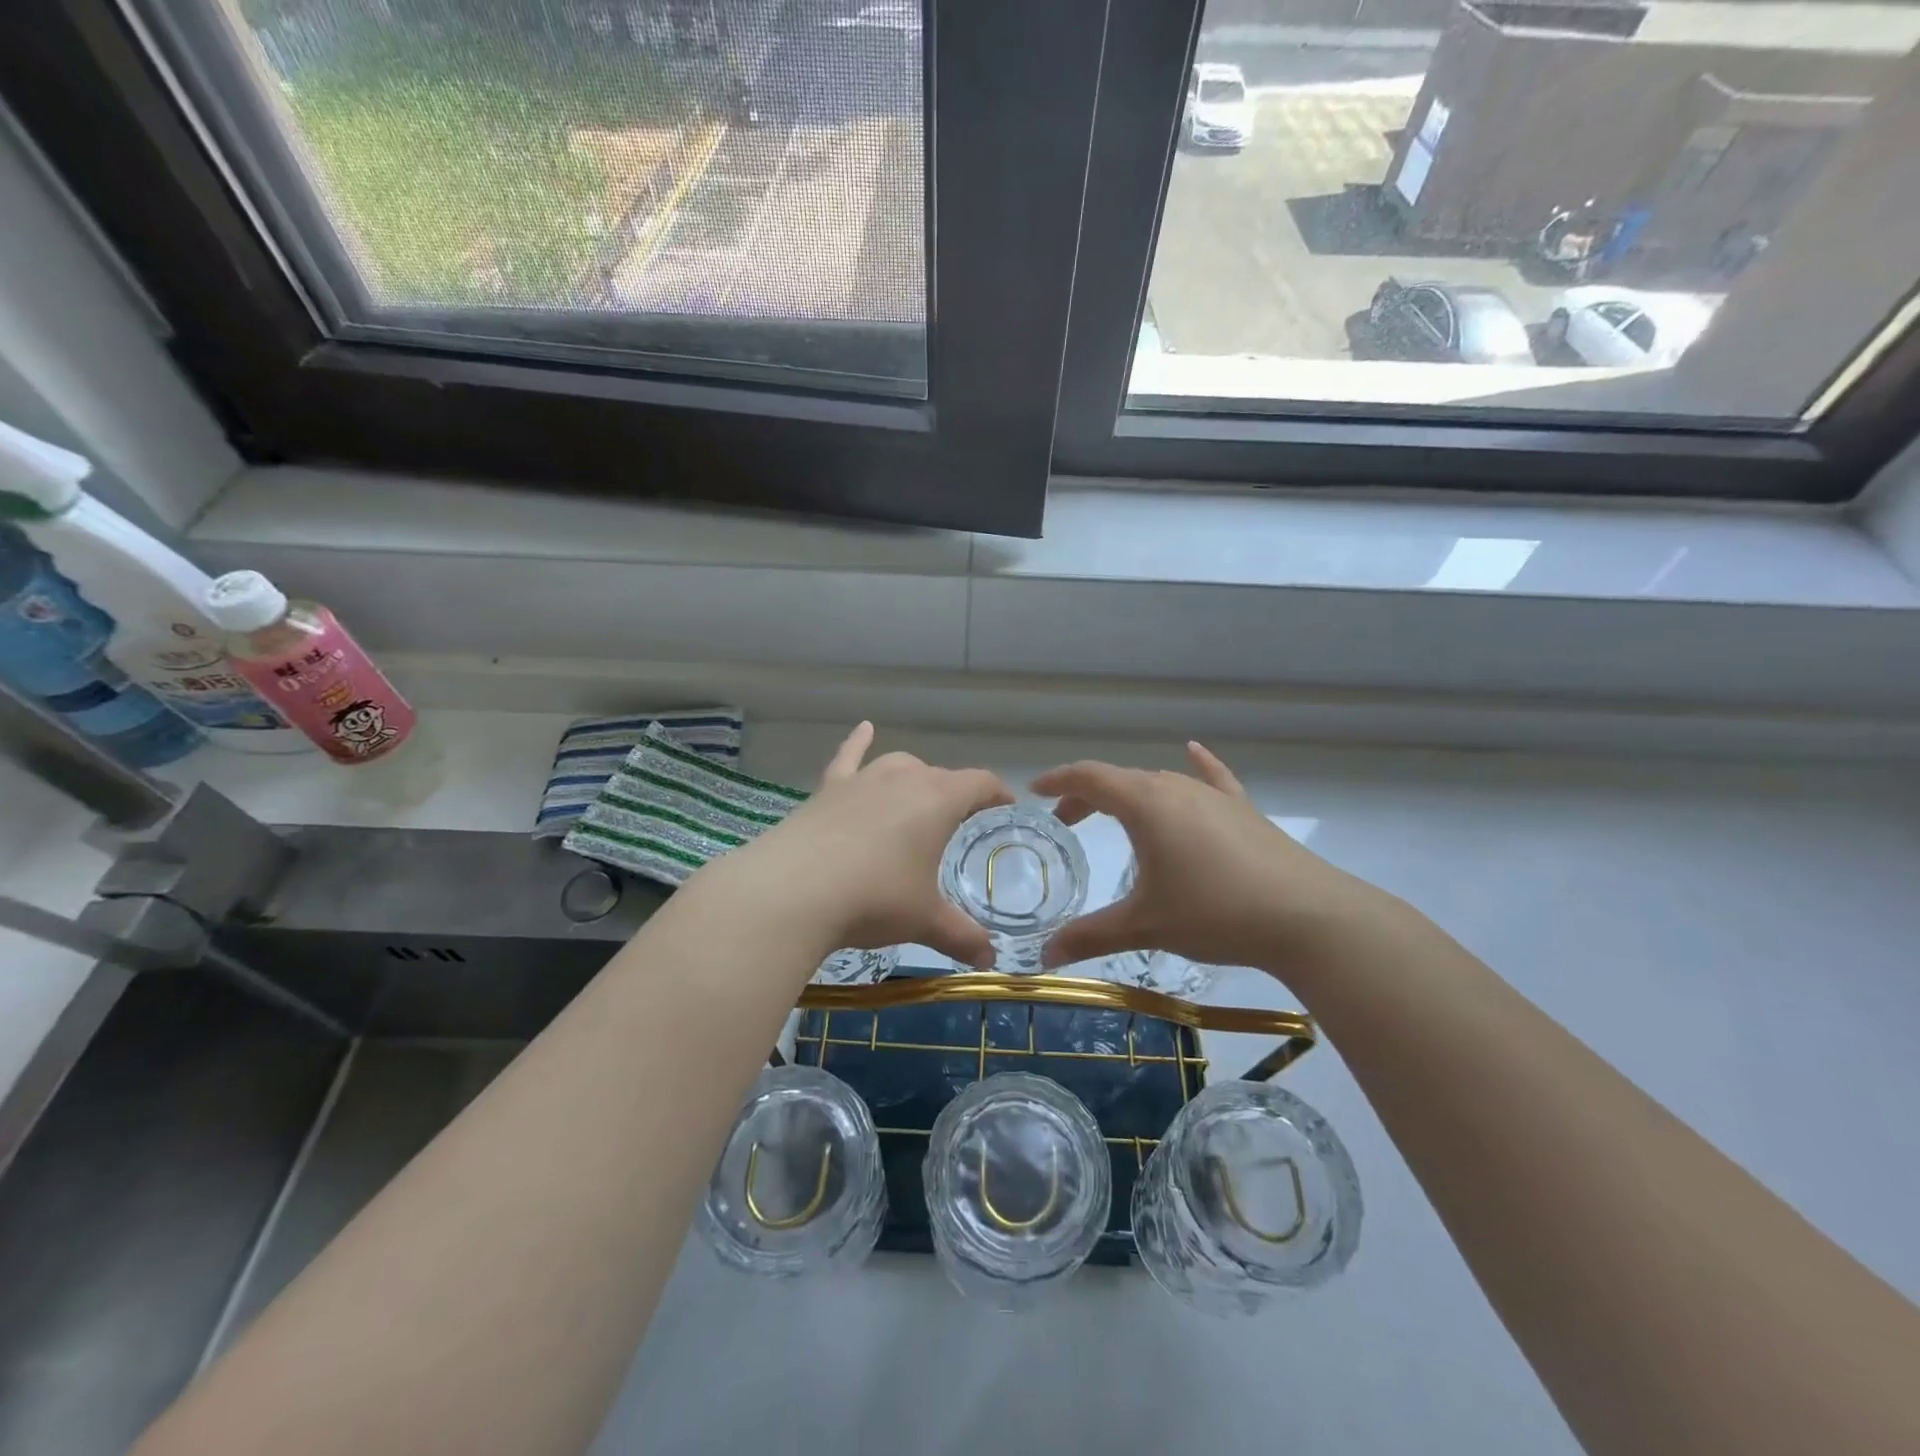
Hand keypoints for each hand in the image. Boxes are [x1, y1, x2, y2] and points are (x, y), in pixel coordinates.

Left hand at [707, 723, 1013, 967]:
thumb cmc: (874, 898)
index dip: (996, 792)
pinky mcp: (827, 789)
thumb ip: (961, 937)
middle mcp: (903, 778)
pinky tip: (864, 728)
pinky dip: (858, 742)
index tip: (1005, 805)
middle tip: (958, 824)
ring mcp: (861, 780)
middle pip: (939, 776)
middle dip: (954, 795)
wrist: (793, 891)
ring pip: (897, 765)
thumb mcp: (924, 920)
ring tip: (918, 795)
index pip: (979, 783)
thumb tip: (988, 960)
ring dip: (914, 777)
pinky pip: (848, 757)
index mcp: (937, 800)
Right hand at [1036, 742, 1389, 972]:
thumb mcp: (1145, 925)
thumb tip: (1044, 956)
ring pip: (1160, 782)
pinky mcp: (1243, 810)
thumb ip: (1090, 935)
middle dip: (1088, 796)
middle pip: (1121, 779)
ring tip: (1114, 816)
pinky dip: (1197, 766)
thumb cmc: (1214, 912)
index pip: (1090, 777)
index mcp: (1145, 804)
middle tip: (1066, 821)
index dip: (1058, 781)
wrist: (1306, 917)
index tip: (1034, 791)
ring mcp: (1213, 796)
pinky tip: (1193, 751)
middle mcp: (1176, 788)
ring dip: (1129, 794)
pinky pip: (1212, 779)